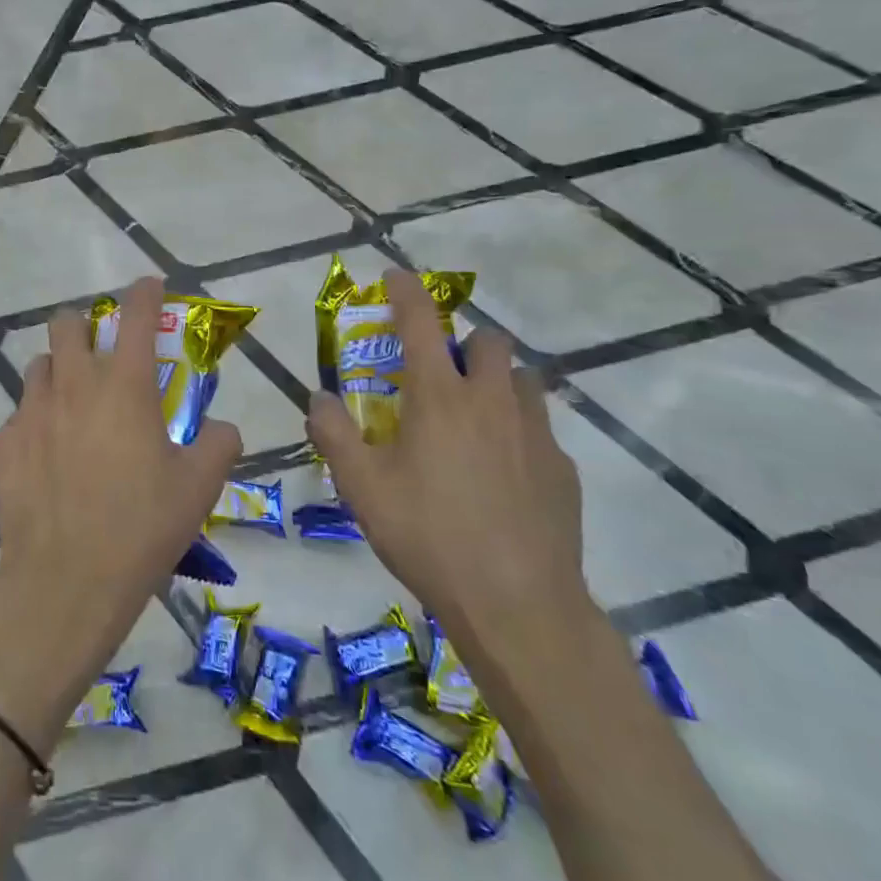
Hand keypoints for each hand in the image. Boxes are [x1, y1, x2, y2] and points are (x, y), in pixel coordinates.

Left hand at [0, 277, 241, 752]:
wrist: (66, 581)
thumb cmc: (141, 527)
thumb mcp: (199, 487)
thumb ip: (218, 444)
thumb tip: (222, 428)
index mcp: (124, 386)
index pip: (136, 316)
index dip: (145, 292)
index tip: (150, 286)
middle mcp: (74, 385)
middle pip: (66, 323)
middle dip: (85, 326)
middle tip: (103, 354)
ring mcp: (32, 412)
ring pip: (39, 364)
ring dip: (59, 370)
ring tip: (75, 403)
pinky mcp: (5, 444)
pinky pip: (20, 414)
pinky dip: (38, 420)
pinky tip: (49, 454)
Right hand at [306, 269, 589, 656]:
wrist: (518, 604)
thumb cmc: (428, 535)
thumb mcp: (361, 487)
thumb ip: (333, 434)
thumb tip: (318, 398)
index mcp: (439, 397)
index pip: (420, 323)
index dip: (405, 292)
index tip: (395, 276)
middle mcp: (492, 400)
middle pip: (487, 340)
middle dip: (462, 342)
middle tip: (438, 373)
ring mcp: (536, 432)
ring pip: (522, 379)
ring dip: (496, 380)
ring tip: (473, 416)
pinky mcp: (563, 468)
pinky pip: (540, 427)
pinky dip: (518, 429)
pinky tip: (502, 472)